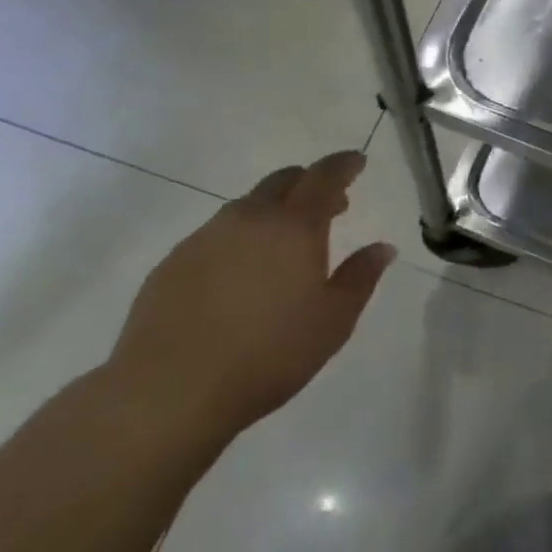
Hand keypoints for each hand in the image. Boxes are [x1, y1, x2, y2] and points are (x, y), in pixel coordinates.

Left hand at [103, 151, 395, 448]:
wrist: (169, 390)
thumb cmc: (269, 354)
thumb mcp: (334, 320)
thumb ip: (361, 277)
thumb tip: (382, 247)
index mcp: (295, 226)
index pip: (324, 177)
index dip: (344, 165)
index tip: (357, 161)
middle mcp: (249, 218)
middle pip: (283, 180)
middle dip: (310, 183)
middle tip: (331, 205)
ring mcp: (206, 237)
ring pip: (248, 206)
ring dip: (274, 211)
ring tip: (286, 243)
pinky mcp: (174, 261)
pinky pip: (217, 234)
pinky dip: (241, 238)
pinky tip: (242, 275)